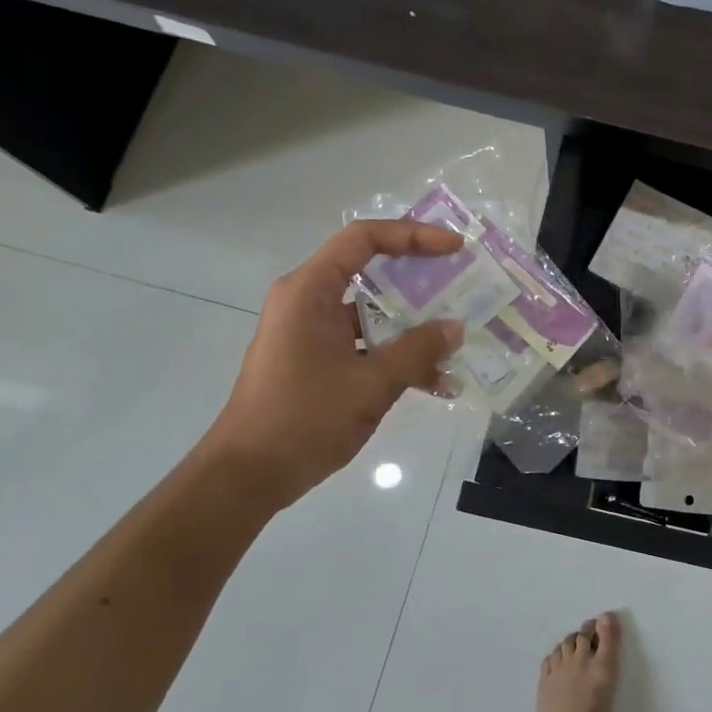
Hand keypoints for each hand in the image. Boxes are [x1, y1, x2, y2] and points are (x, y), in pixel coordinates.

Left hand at [203, 220, 465, 512]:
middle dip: (420, 279)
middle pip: (370, 271)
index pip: (364, 239)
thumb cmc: (303, 419)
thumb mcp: (370, 384)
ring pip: (371, 312)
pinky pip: (364, 342)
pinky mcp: (316, 360)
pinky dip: (396, 353)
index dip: (413, 235)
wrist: (247, 476)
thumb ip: (417, 351)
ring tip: (458, 335)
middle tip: (464, 285)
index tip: (455, 247)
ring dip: (413, 323)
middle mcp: (308, 301)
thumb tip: (455, 328)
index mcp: (310, 291)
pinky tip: (435, 379)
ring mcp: (311, 332)